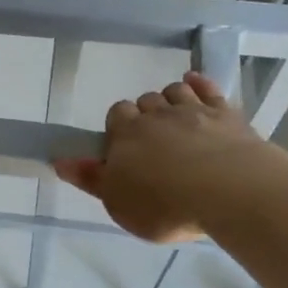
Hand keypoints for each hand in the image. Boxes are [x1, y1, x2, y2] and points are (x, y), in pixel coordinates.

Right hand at [54, 72, 272, 242]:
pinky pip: (208, 89)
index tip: (125, 146)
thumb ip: (91, 180)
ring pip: (174, 91)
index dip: (119, 126)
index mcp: (127, 135)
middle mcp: (157, 115)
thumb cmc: (164, 205)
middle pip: (144, 101)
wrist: (227, 191)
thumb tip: (60, 161)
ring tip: (175, 118)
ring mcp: (193, 110)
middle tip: (153, 140)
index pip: (116, 114)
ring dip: (171, 99)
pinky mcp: (226, 113)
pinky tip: (195, 82)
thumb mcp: (118, 203)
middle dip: (146, 114)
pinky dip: (200, 84)